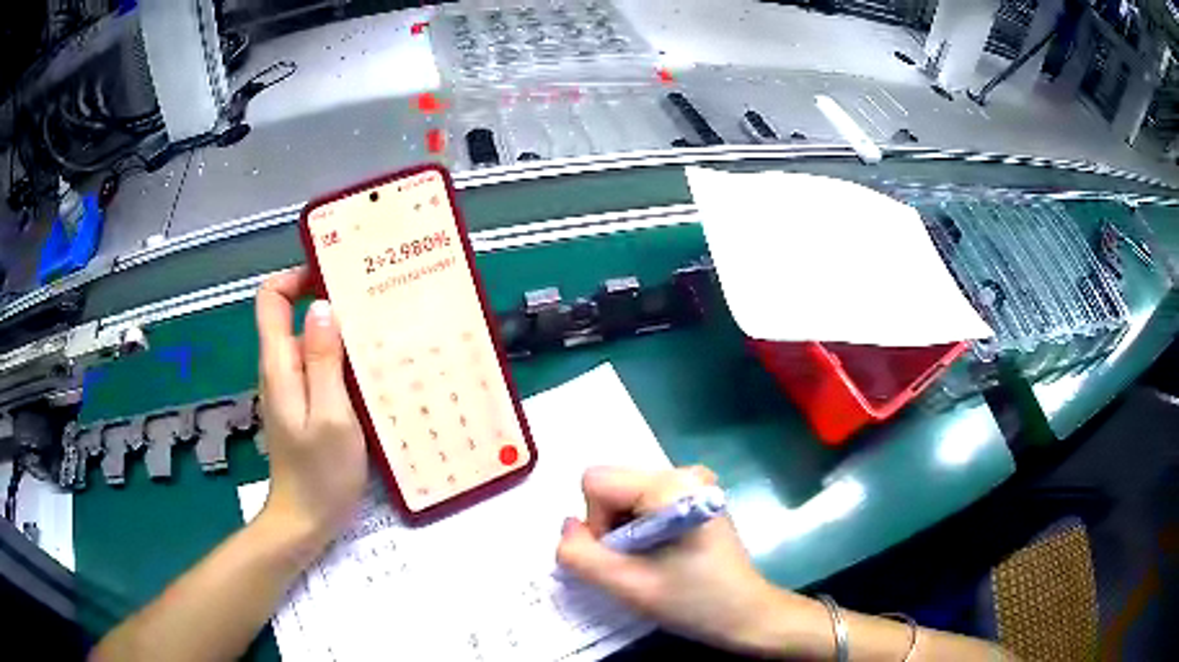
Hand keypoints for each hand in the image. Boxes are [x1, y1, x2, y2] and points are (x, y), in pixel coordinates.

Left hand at [255, 267, 367, 550]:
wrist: (306, 521)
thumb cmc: (320, 473)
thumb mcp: (331, 416)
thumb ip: (324, 361)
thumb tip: (323, 308)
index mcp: (280, 365)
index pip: (271, 299)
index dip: (295, 277)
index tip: (334, 276)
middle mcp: (280, 369)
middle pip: (292, 316)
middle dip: (327, 300)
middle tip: (372, 301)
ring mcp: (291, 388)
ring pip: (309, 341)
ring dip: (339, 331)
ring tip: (380, 330)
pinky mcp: (305, 405)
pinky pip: (319, 366)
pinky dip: (341, 358)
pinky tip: (371, 369)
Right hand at [556, 467, 787, 655]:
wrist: (747, 614)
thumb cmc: (693, 601)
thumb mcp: (627, 586)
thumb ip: (581, 555)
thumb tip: (567, 527)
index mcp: (671, 485)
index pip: (596, 482)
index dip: (596, 523)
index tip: (623, 556)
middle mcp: (683, 471)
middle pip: (611, 486)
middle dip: (609, 527)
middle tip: (636, 563)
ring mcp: (693, 482)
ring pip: (624, 495)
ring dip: (624, 530)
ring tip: (651, 561)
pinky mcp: (696, 496)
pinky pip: (643, 502)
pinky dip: (639, 528)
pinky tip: (662, 553)